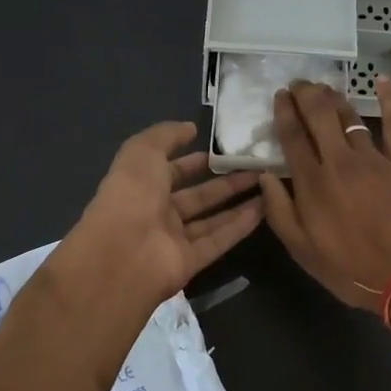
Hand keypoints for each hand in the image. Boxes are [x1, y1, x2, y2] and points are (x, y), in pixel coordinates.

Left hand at [60, 121, 264, 313]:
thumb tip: (190, 128)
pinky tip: (264, 209)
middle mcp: (157, 213)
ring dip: (237, 202)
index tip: (224, 151)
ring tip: (267, 185)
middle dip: (224, 182)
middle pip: (196, 196)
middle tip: (255, 168)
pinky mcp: (190, 262)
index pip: (171, 171)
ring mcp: (173, 240)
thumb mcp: (142, 151)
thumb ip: (166, 135)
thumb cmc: (131, 195)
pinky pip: (218, 241)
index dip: (195, 161)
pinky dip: (240, 226)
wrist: (123, 253)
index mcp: (141, 186)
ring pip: (211, 219)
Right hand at [259, 78, 390, 317]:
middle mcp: (340, 161)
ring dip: (334, 98)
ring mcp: (374, 158)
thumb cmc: (351, 270)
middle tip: (298, 84)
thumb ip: (280, 211)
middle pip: (319, 115)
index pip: (292, 136)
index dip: (283, 112)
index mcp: (312, 183)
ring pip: (350, 116)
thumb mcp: (303, 251)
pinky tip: (383, 81)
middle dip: (305, 94)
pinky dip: (390, 99)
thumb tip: (265, 177)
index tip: (279, 97)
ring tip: (324, 88)